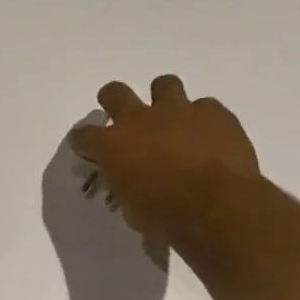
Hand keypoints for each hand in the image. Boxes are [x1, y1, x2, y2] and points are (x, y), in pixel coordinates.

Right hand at [69, 76, 259, 247]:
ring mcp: (178, 111)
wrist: (217, 205)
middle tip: (121, 116)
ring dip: (163, 98)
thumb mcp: (131, 209)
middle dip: (112, 100)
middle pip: (114, 93)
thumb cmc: (165, 215)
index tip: (88, 151)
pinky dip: (203, 119)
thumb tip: (129, 187)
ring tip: (171, 117)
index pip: (82, 135)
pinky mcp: (213, 112)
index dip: (83, 143)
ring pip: (164, 84)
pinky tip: (208, 136)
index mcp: (111, 145)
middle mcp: (139, 119)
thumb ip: (125, 187)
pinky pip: (205, 106)